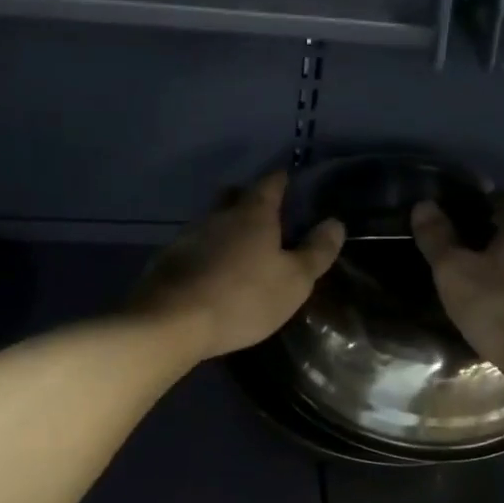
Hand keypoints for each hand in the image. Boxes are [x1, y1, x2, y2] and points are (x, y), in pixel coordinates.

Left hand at [130, 171, 345, 360]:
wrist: (172, 322)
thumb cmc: (243, 297)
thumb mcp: (294, 280)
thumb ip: (316, 252)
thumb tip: (335, 223)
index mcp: (252, 214)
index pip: (270, 184)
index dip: (281, 180)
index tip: (288, 180)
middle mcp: (217, 216)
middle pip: (233, 196)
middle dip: (248, 199)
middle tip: (264, 213)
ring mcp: (188, 236)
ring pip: (211, 222)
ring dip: (225, 229)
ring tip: (239, 248)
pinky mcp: (167, 261)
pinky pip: (194, 247)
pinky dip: (206, 253)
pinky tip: (211, 272)